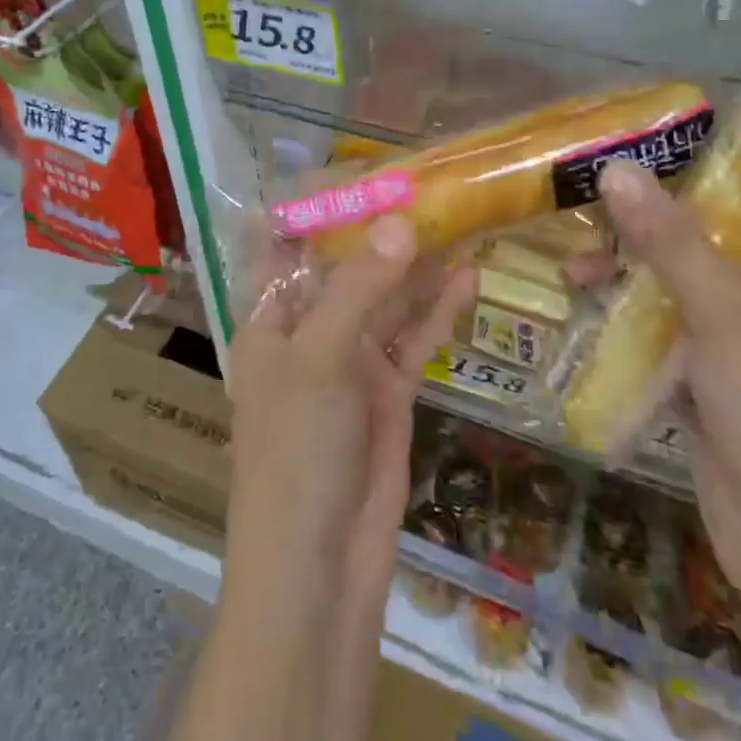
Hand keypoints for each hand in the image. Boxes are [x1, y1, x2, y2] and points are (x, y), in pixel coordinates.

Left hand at [229, 215, 474, 585]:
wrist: (319, 571)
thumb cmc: (295, 452)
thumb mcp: (319, 359)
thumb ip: (359, 288)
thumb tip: (400, 221)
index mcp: (270, 319)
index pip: (287, 246)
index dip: (316, 209)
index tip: (359, 169)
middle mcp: (309, 332)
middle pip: (347, 267)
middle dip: (382, 231)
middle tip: (429, 184)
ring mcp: (351, 361)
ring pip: (387, 299)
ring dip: (418, 265)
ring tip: (458, 218)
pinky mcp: (388, 391)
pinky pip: (414, 338)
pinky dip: (438, 310)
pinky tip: (469, 276)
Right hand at [596, 161, 740, 627]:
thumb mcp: (725, 316)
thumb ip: (670, 241)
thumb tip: (616, 167)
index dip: (690, 179)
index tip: (624, 160)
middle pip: (698, 249)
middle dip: (638, 235)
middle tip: (579, 223)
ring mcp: (737, 354)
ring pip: (672, 297)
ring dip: (624, 283)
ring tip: (571, 276)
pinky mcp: (707, 395)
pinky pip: (661, 344)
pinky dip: (625, 329)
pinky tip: (584, 317)